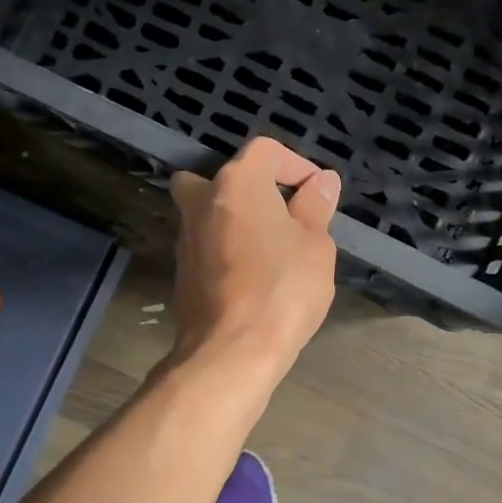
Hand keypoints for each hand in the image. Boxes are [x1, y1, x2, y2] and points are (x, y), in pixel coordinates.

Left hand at [168, 137, 340, 372]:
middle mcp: (202, 201)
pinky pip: (206, 245)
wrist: (231, 350)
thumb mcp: (315, 245)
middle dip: (252, 189)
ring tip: (271, 250)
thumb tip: (321, 181)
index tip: (316, 194)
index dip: (295, 165)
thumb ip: (315, 206)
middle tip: (280, 214)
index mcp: (236, 183)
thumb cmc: (282, 288)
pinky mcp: (180, 271)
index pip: (265, 151)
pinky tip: (250, 277)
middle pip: (224, 177)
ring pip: (209, 211)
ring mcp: (185, 237)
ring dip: (236, 220)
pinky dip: (225, 249)